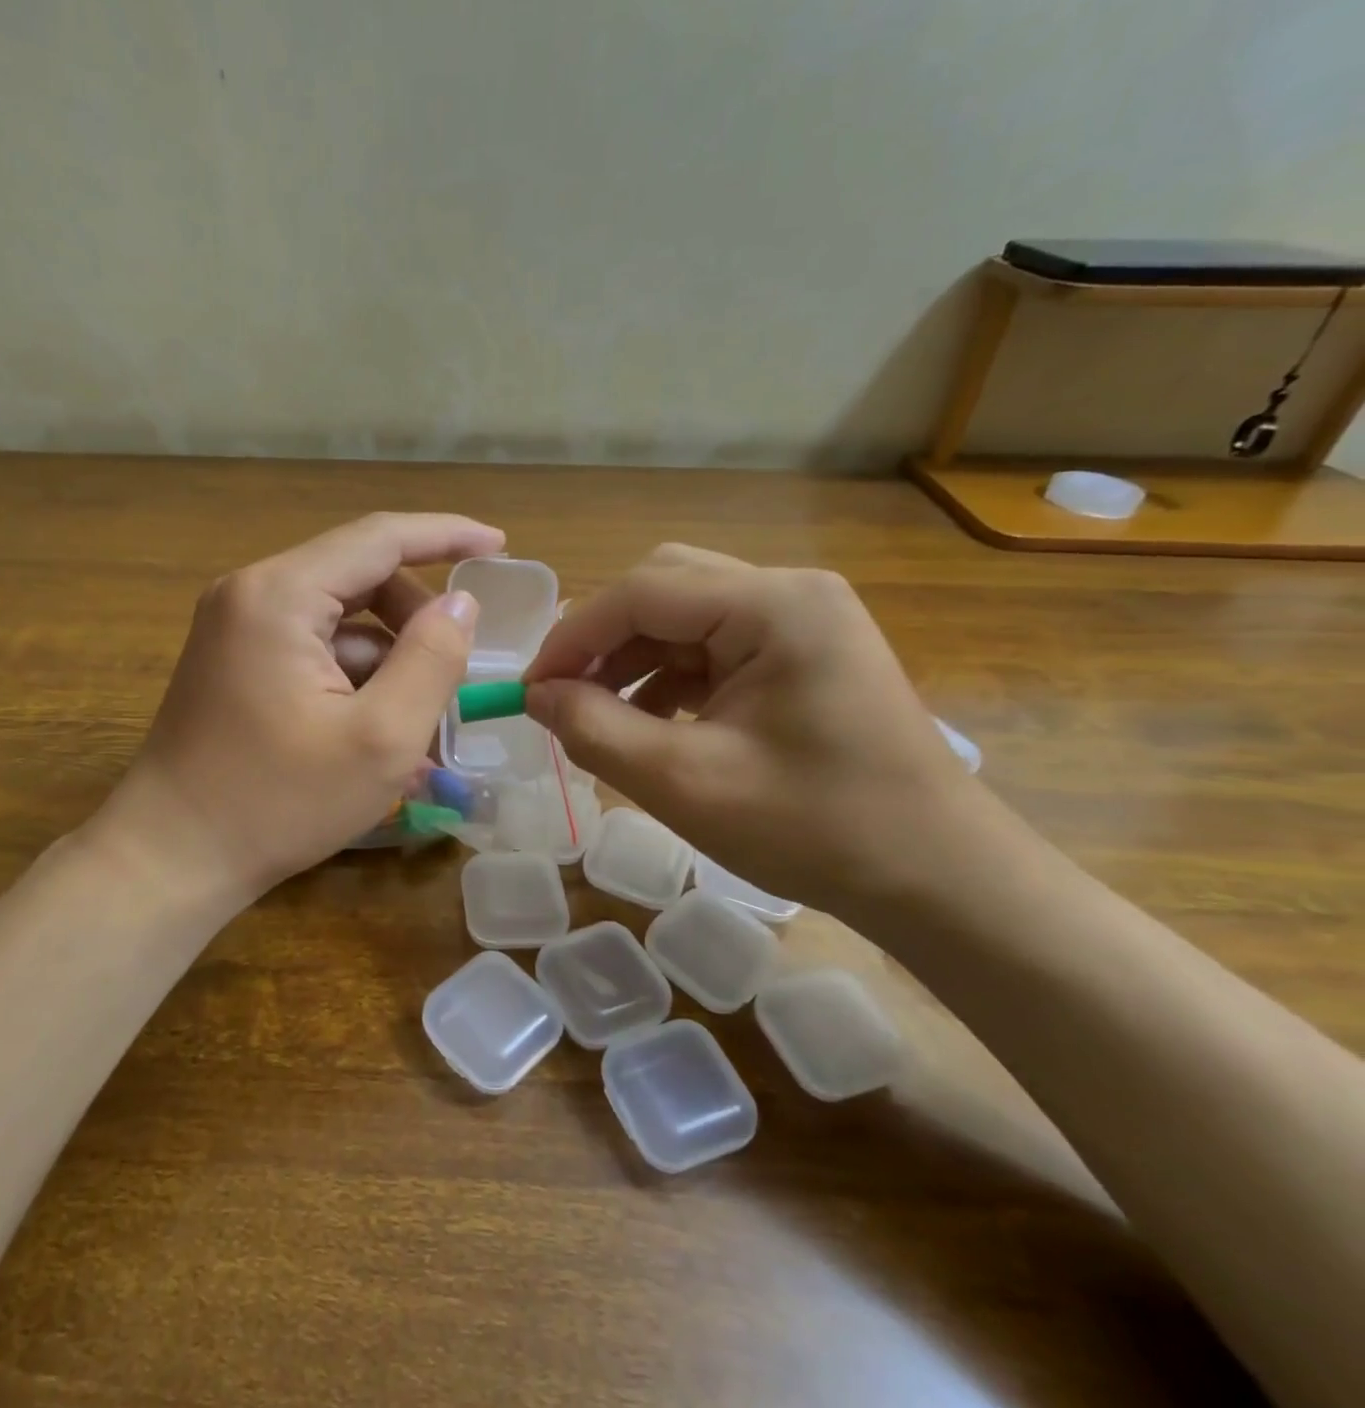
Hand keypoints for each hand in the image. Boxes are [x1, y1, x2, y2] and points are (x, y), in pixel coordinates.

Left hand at [118, 513, 502, 898]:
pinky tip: (376, 732)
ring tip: (420, 721)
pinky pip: (312, 649)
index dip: (446, 536)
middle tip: (455, 670)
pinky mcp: (235, 662)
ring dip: (387, 658)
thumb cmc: (278, 802)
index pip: (379, 538)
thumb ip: (432, 659)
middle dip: (416, 616)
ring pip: (338, 619)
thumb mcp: (381, 738)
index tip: (498, 545)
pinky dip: (354, 678)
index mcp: (279, 595)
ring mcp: (236, 628)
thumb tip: (460, 606)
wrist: (171, 858)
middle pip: (358, 577)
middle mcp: (251, 593)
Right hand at [524, 544, 976, 915]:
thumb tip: (537, 696)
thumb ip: (595, 729)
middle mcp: (789, 592)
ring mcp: (802, 620)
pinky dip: (668, 677)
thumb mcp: (684, 782)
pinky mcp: (803, 652)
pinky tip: (649, 723)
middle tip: (562, 696)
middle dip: (602, 640)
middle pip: (663, 588)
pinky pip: (713, 646)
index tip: (529, 691)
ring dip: (632, 660)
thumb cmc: (814, 829)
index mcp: (773, 606)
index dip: (572, 637)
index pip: (642, 592)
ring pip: (684, 616)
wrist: (937, 877)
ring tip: (597, 716)